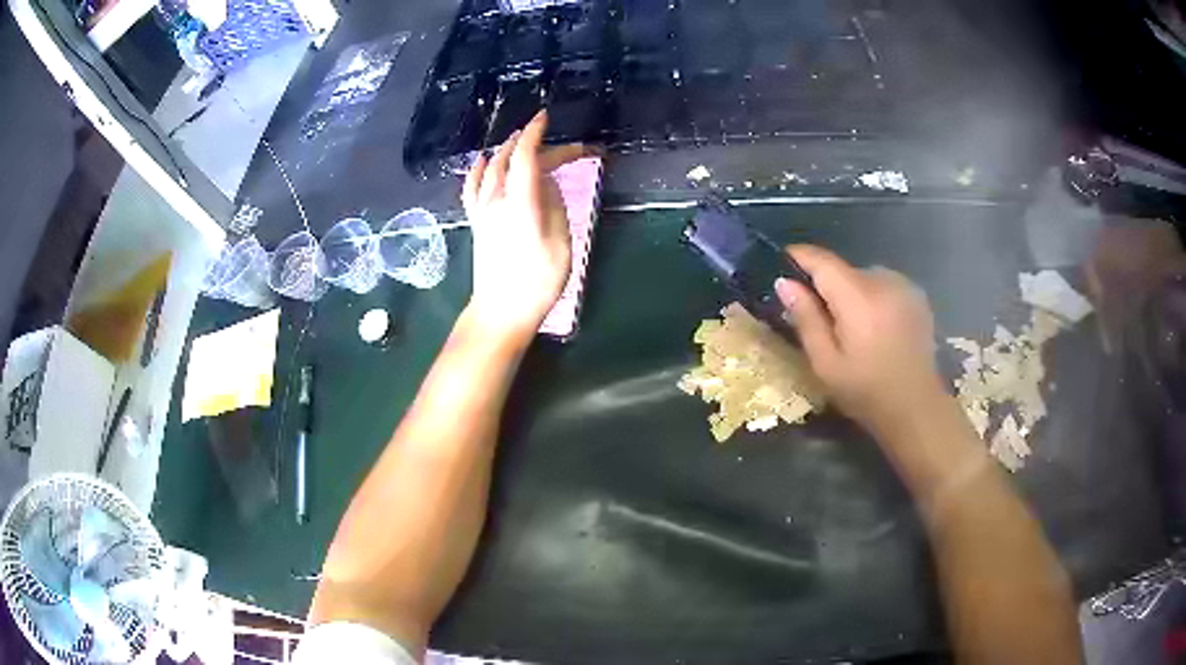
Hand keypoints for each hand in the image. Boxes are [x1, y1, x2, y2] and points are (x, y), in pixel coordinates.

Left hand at [462, 111, 587, 341]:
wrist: (500, 312)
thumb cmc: (538, 283)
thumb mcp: (561, 244)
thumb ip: (555, 207)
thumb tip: (547, 185)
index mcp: (522, 204)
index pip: (526, 157)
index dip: (536, 133)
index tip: (546, 117)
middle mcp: (497, 201)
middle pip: (512, 159)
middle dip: (534, 144)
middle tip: (562, 148)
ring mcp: (483, 211)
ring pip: (491, 168)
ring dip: (508, 150)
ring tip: (523, 141)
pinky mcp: (476, 222)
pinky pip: (472, 188)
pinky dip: (478, 170)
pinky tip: (483, 161)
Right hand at [775, 245, 945, 434]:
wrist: (916, 407)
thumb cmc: (865, 391)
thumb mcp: (825, 363)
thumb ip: (806, 318)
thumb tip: (784, 282)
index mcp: (858, 298)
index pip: (822, 261)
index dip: (799, 256)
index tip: (781, 262)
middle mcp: (883, 281)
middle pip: (843, 270)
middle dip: (827, 286)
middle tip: (817, 316)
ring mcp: (904, 286)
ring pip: (863, 277)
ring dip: (851, 292)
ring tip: (850, 325)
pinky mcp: (917, 296)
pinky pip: (883, 285)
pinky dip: (872, 297)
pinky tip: (875, 326)